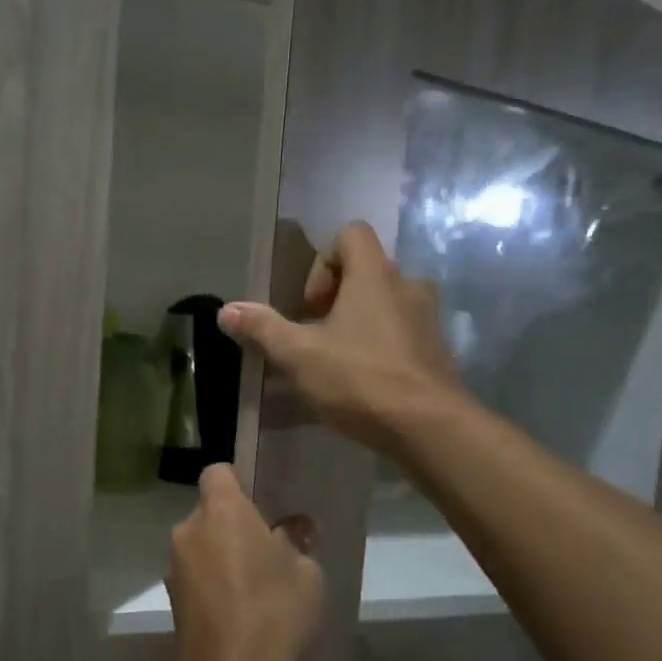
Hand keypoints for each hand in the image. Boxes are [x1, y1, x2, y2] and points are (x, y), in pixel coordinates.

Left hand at [167, 465, 324, 660]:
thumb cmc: (276, 613)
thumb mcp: (306, 574)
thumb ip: (296, 544)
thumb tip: (290, 533)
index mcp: (221, 511)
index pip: (218, 472)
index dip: (239, 481)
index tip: (261, 503)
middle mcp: (189, 531)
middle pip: (209, 511)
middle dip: (233, 524)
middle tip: (267, 549)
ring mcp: (175, 567)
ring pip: (201, 545)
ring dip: (221, 555)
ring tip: (256, 585)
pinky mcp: (172, 601)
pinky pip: (196, 576)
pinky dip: (213, 582)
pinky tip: (240, 610)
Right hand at [218, 221, 461, 454]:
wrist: (429, 427)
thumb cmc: (360, 379)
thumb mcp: (299, 355)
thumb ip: (262, 328)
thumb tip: (226, 310)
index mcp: (374, 274)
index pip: (351, 233)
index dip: (322, 261)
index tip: (309, 305)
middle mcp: (407, 286)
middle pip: (367, 269)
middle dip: (336, 297)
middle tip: (316, 334)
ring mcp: (427, 319)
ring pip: (386, 302)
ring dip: (359, 321)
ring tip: (337, 357)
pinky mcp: (436, 351)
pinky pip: (402, 331)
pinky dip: (380, 344)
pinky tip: (363, 381)